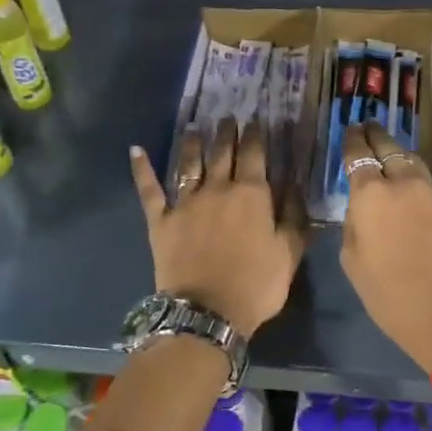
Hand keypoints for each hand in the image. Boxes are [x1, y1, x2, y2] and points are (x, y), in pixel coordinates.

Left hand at [130, 120, 304, 337]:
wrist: (207, 312)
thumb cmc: (256, 285)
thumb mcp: (289, 253)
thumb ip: (294, 216)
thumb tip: (294, 185)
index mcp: (251, 194)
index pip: (255, 154)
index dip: (257, 134)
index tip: (259, 120)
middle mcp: (218, 188)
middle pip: (222, 152)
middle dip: (227, 132)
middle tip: (228, 117)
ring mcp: (186, 202)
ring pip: (189, 163)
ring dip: (192, 143)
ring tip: (194, 126)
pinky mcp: (161, 219)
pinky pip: (150, 189)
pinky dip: (142, 169)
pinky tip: (136, 150)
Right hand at [339, 122, 431, 371]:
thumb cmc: (389, 294)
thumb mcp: (353, 261)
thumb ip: (355, 223)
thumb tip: (363, 208)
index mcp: (371, 194)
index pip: (358, 155)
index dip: (352, 140)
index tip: (349, 131)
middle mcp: (403, 182)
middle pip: (388, 147)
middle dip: (375, 135)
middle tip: (366, 127)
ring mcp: (431, 192)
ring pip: (411, 160)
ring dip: (396, 152)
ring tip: (386, 150)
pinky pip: (425, 179)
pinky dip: (412, 172)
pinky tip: (405, 179)